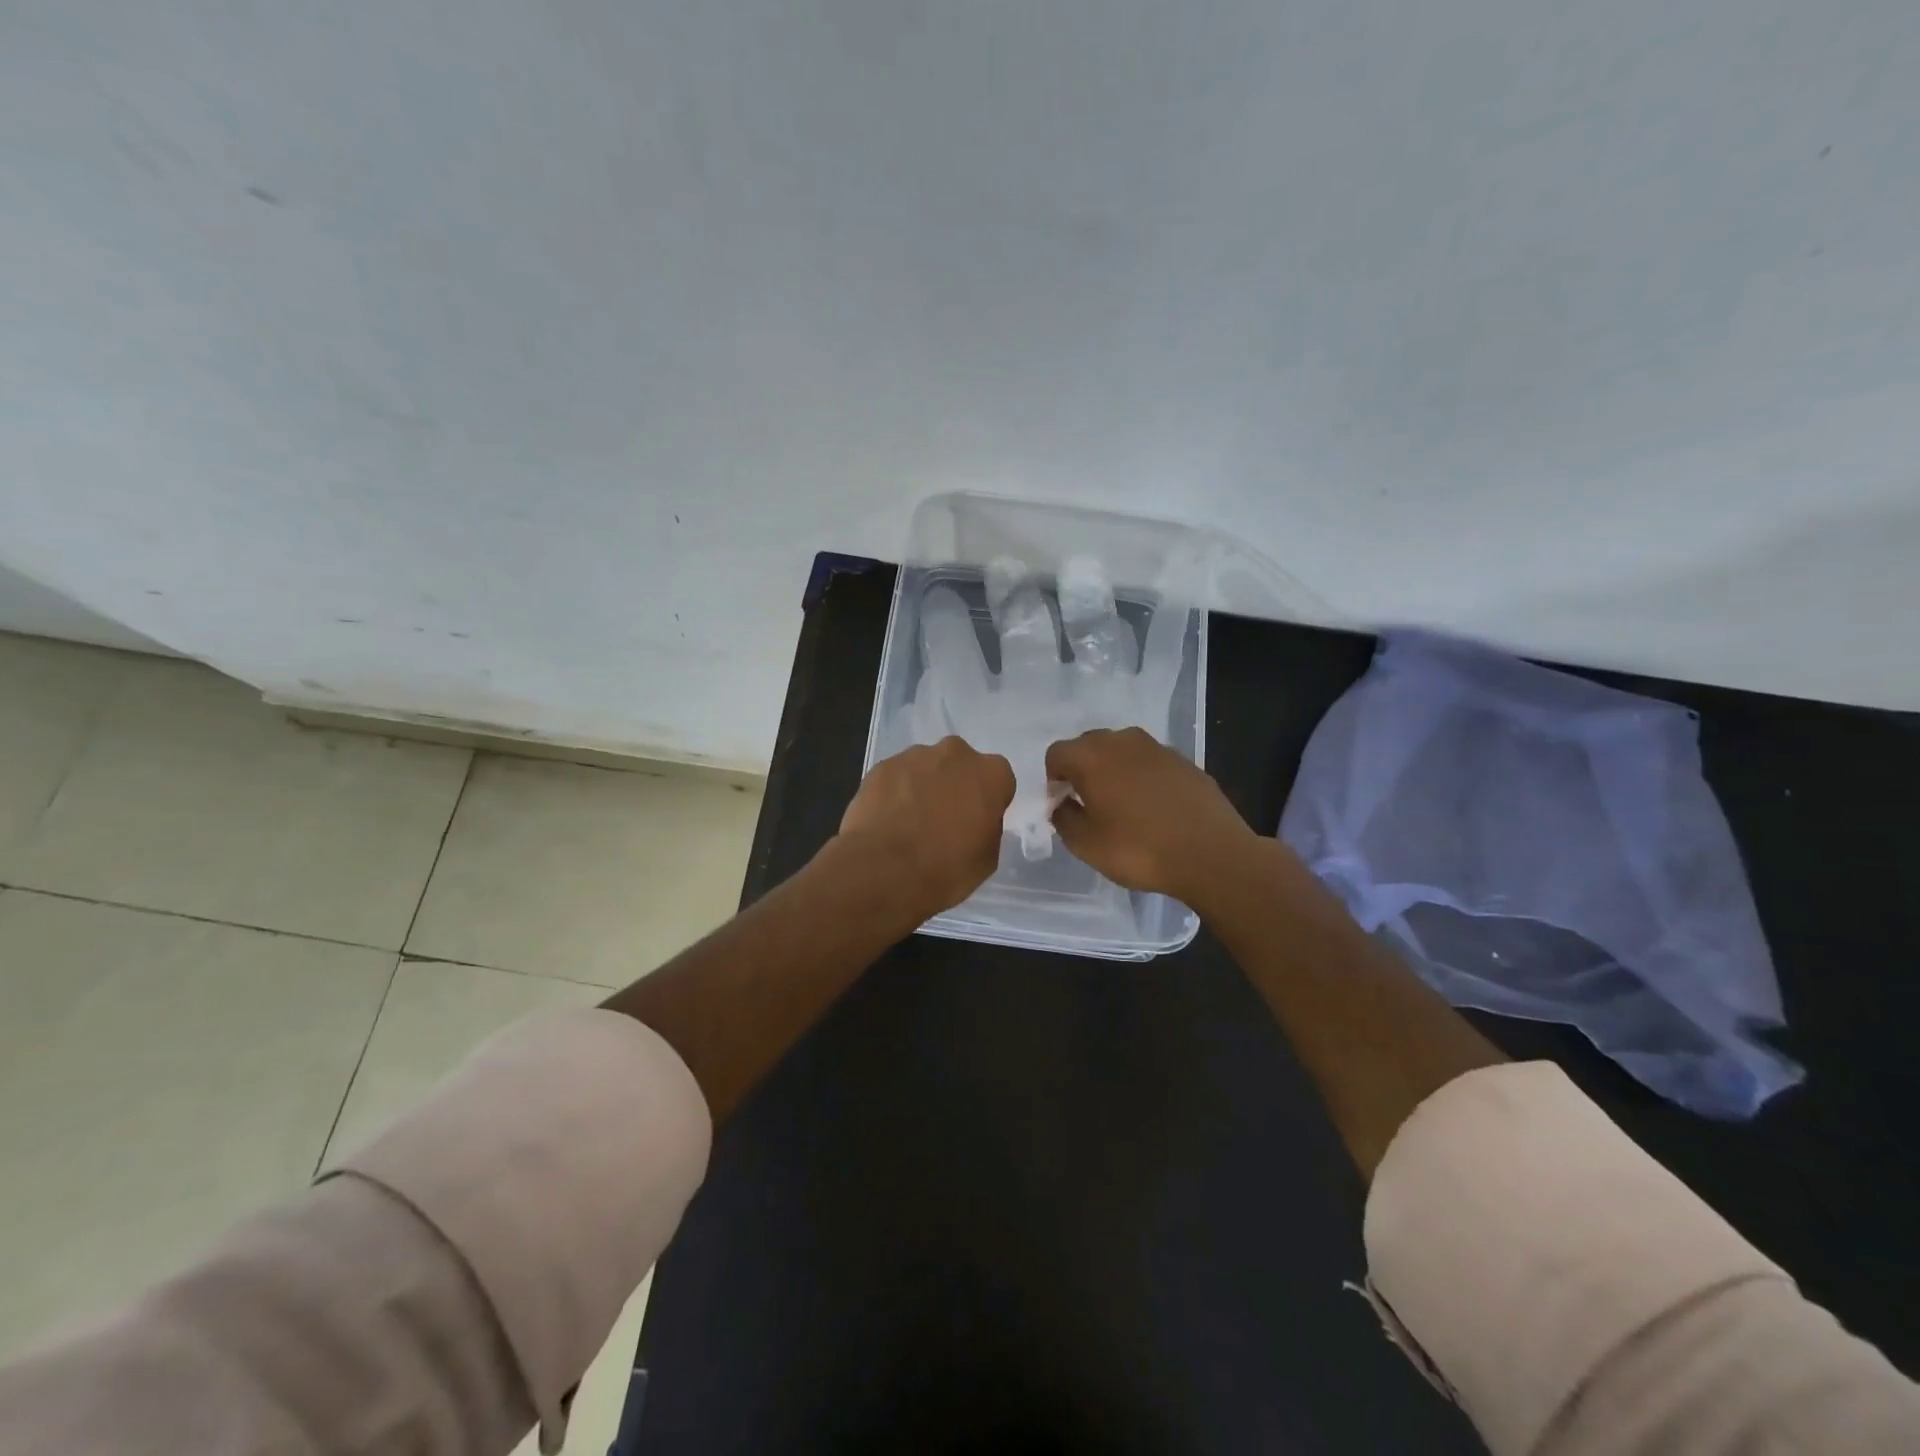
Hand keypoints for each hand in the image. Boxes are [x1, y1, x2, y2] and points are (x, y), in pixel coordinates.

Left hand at [836, 737, 1014, 916]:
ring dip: (922, 787)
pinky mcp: (882, 766)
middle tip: (942, 819)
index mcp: (991, 773)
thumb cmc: (947, 868)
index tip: (976, 821)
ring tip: (909, 822)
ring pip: (925, 767)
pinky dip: (894, 792)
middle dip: (954, 785)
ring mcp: (915, 756)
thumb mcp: (987, 857)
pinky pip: (895, 777)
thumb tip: (974, 820)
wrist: (885, 870)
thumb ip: (987, 826)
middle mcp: (956, 753)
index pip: (998, 779)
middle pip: (960, 764)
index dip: (987, 800)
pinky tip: (887, 820)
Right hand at [1046, 727, 1257, 903]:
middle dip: (1082, 770)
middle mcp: (1122, 741)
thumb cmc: (1138, 849)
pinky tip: (1154, 809)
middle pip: (1088, 746)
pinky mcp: (1184, 760)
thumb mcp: (1085, 844)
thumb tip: (1063, 803)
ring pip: (1121, 751)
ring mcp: (1157, 747)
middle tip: (1089, 805)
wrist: (1211, 854)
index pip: (1056, 754)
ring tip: (1123, 807)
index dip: (1053, 779)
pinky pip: (1150, 763)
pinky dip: (1143, 778)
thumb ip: (1063, 818)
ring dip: (1114, 771)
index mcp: (1091, 756)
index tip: (1063, 805)